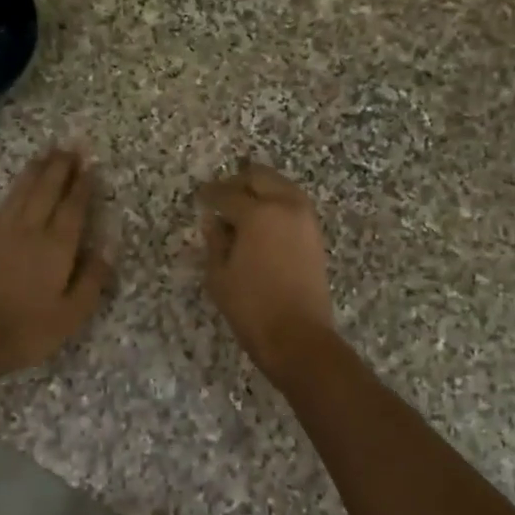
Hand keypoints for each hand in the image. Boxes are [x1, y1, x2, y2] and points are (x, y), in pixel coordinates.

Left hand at [0, 147, 113, 375]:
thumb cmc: (28, 330)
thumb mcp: (72, 314)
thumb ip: (92, 280)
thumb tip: (107, 249)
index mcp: (56, 247)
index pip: (72, 207)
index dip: (82, 185)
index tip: (89, 165)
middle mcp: (30, 231)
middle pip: (46, 190)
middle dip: (59, 167)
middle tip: (70, 147)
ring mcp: (4, 233)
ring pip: (23, 192)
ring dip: (36, 170)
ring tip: (46, 154)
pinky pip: (5, 203)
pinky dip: (16, 188)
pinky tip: (19, 186)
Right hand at [198, 161, 337, 385]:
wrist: (298, 336)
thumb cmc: (251, 307)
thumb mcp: (219, 275)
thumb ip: (215, 241)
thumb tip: (213, 221)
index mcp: (258, 213)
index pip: (227, 194)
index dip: (209, 194)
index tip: (199, 196)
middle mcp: (286, 206)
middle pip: (260, 177)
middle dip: (238, 182)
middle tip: (220, 195)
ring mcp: (305, 219)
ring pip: (281, 186)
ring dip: (261, 189)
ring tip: (241, 206)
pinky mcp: (315, 235)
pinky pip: (293, 204)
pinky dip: (276, 203)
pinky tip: (261, 221)